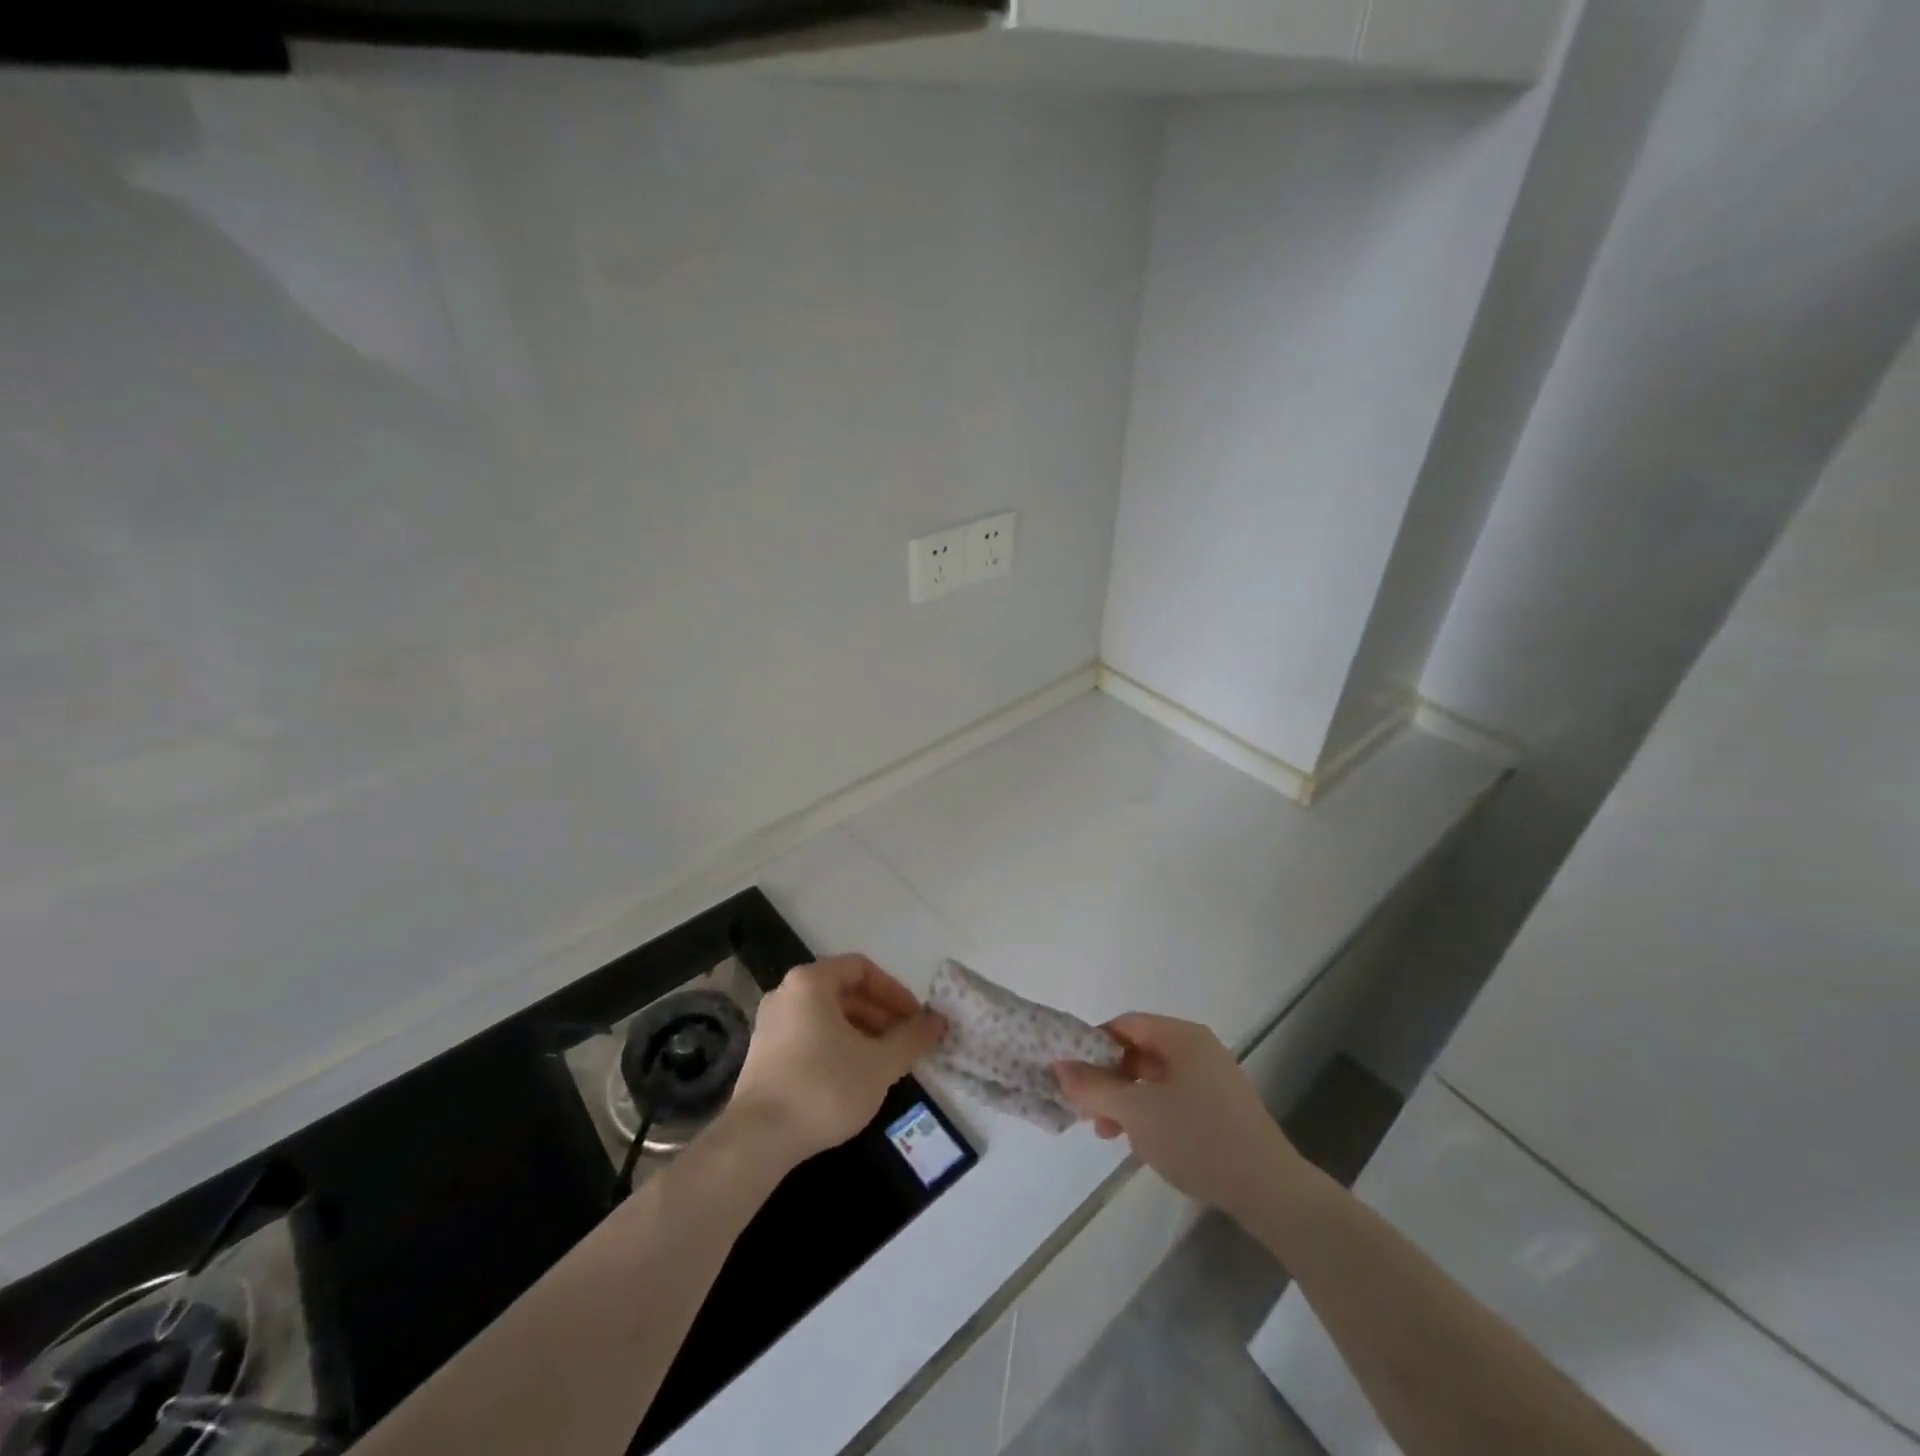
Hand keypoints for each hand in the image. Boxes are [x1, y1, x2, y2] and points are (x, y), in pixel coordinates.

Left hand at [728, 955, 945, 1163]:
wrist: (758, 1140)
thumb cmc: (824, 1088)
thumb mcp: (879, 1063)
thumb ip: (912, 1038)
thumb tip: (938, 1021)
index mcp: (811, 982)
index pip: (862, 969)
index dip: (894, 991)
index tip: (915, 1019)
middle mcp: (786, 993)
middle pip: (844, 991)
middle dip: (880, 1014)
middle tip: (905, 1042)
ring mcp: (770, 1024)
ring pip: (827, 1016)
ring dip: (862, 1032)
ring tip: (885, 1062)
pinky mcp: (763, 1054)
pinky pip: (810, 1035)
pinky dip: (837, 1046)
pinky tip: (854, 1077)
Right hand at [1055, 1014, 1307, 1218]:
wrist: (1269, 1191)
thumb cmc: (1198, 1139)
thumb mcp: (1136, 1113)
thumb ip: (1094, 1087)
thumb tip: (1060, 1065)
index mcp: (1182, 1037)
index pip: (1125, 1025)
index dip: (1093, 1045)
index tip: (1072, 1075)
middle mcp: (1198, 1049)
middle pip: (1139, 1052)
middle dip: (1108, 1079)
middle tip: (1086, 1110)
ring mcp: (1213, 1079)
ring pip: (1154, 1079)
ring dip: (1126, 1101)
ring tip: (1108, 1134)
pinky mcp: (1221, 1109)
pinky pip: (1174, 1098)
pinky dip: (1151, 1113)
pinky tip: (1141, 1143)